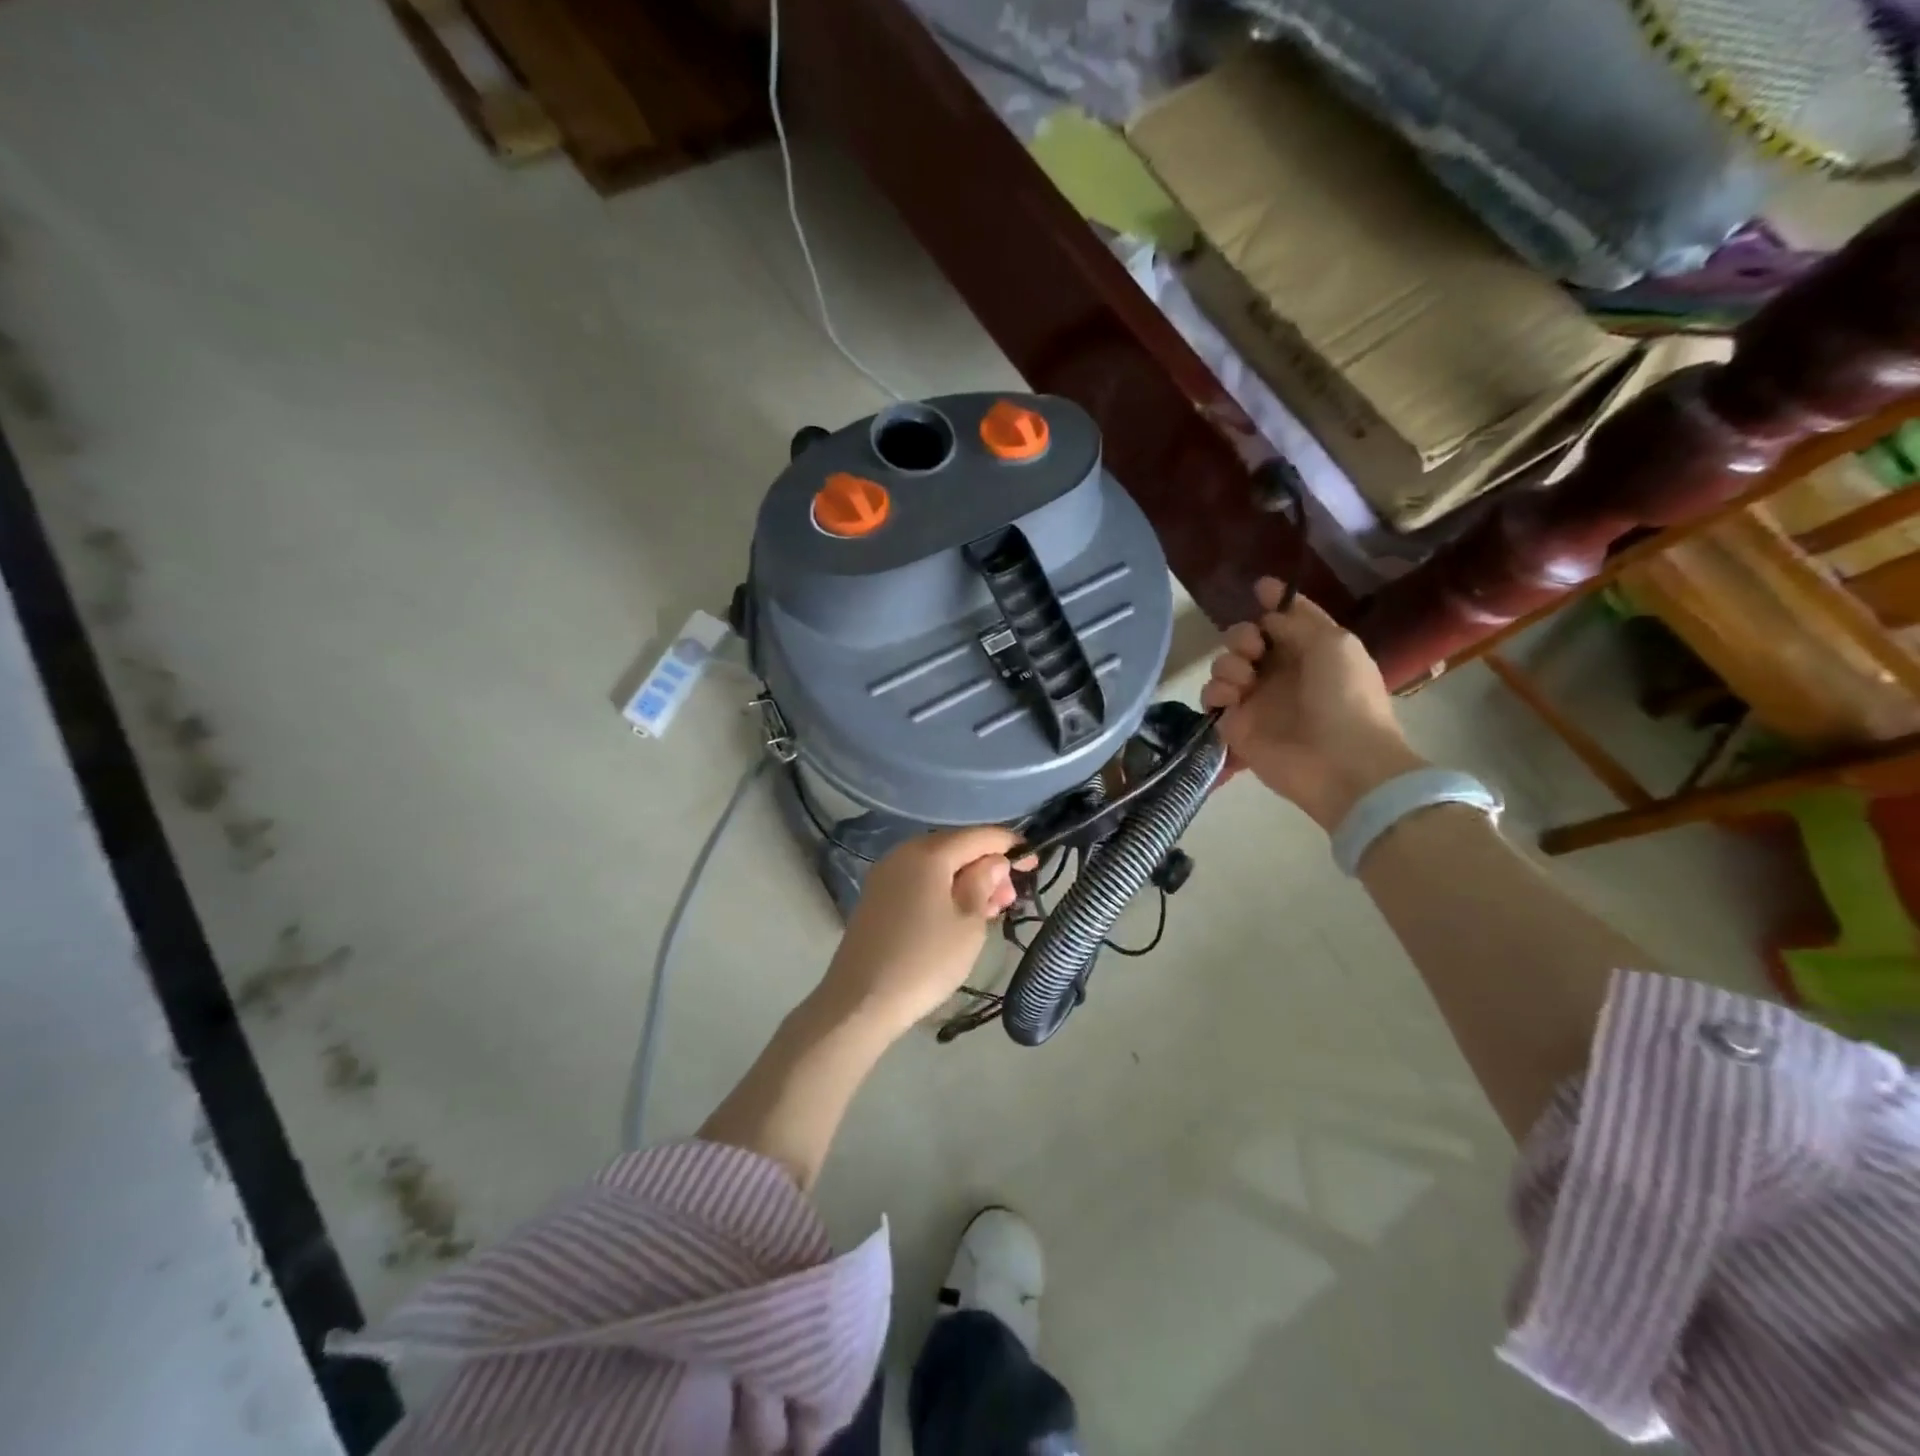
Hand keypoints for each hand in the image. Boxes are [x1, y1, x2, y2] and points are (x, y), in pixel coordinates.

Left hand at [812, 827, 1027, 1038]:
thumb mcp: (968, 923)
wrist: (860, 1001)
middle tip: (1012, 897)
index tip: (1035, 863)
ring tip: (991, 909)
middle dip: (988, 866)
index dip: (1010, 845)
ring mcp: (886, 874)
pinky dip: (944, 890)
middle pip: (956, 847)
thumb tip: (994, 861)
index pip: (979, 835)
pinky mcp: (877, 897)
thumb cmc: (924, 960)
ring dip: (967, 880)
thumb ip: (984, 883)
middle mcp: (904, 853)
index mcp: (929, 853)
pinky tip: (959, 914)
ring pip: (938, 866)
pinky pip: (920, 881)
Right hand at [1200, 580, 1424, 829]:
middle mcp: (1280, 672)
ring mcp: (1255, 699)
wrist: (1340, 762)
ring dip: (1228, 663)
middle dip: (1242, 635)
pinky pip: (1211, 698)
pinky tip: (1232, 698)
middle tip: (1253, 648)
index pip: (1285, 619)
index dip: (1272, 602)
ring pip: (1223, 665)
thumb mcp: (1334, 644)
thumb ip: (1297, 623)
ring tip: (1244, 680)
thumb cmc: (1346, 697)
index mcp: (1311, 650)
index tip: (1258, 588)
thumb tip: (1268, 616)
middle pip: (1245, 639)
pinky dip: (1215, 692)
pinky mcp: (1235, 725)